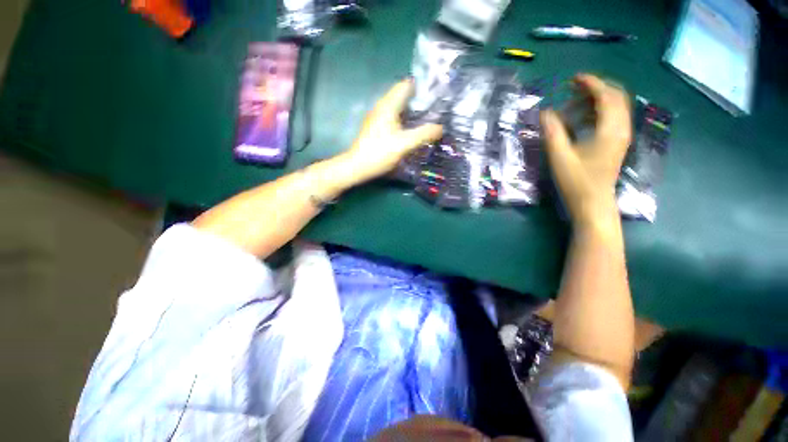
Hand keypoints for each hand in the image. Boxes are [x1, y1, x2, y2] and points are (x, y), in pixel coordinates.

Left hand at [341, 79, 442, 181]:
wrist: (358, 167)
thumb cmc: (380, 153)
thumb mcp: (405, 144)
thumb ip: (424, 134)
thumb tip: (440, 128)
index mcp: (388, 105)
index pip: (405, 85)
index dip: (421, 87)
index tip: (436, 94)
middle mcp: (381, 107)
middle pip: (402, 96)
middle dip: (419, 100)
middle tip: (436, 109)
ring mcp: (377, 117)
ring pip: (397, 108)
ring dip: (411, 111)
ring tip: (427, 119)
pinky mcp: (375, 128)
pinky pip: (393, 118)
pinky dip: (404, 120)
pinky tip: (411, 130)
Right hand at [541, 74, 631, 229]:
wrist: (593, 204)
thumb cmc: (577, 182)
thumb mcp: (560, 157)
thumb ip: (553, 133)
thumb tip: (545, 113)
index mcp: (610, 130)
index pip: (606, 96)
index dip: (591, 84)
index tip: (573, 79)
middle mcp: (621, 129)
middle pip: (615, 97)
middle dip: (595, 88)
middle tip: (572, 89)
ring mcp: (621, 137)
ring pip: (615, 108)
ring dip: (595, 101)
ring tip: (572, 104)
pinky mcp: (616, 144)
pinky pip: (612, 119)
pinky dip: (597, 112)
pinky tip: (581, 119)